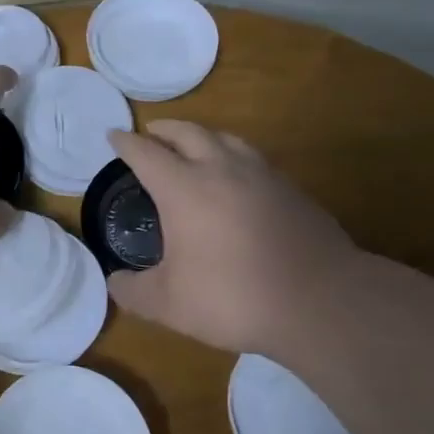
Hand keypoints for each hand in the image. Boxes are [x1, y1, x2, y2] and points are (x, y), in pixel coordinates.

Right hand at [107, 120, 358, 356]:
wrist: (320, 302)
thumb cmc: (233, 297)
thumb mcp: (169, 304)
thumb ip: (134, 291)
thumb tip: (115, 282)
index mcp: (183, 188)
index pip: (146, 154)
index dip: (125, 143)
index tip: (113, 136)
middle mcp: (221, 169)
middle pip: (187, 132)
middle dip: (164, 129)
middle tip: (151, 133)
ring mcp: (262, 175)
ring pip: (226, 138)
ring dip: (202, 135)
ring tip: (193, 144)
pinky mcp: (291, 189)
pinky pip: (253, 158)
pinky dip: (233, 155)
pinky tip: (237, 177)